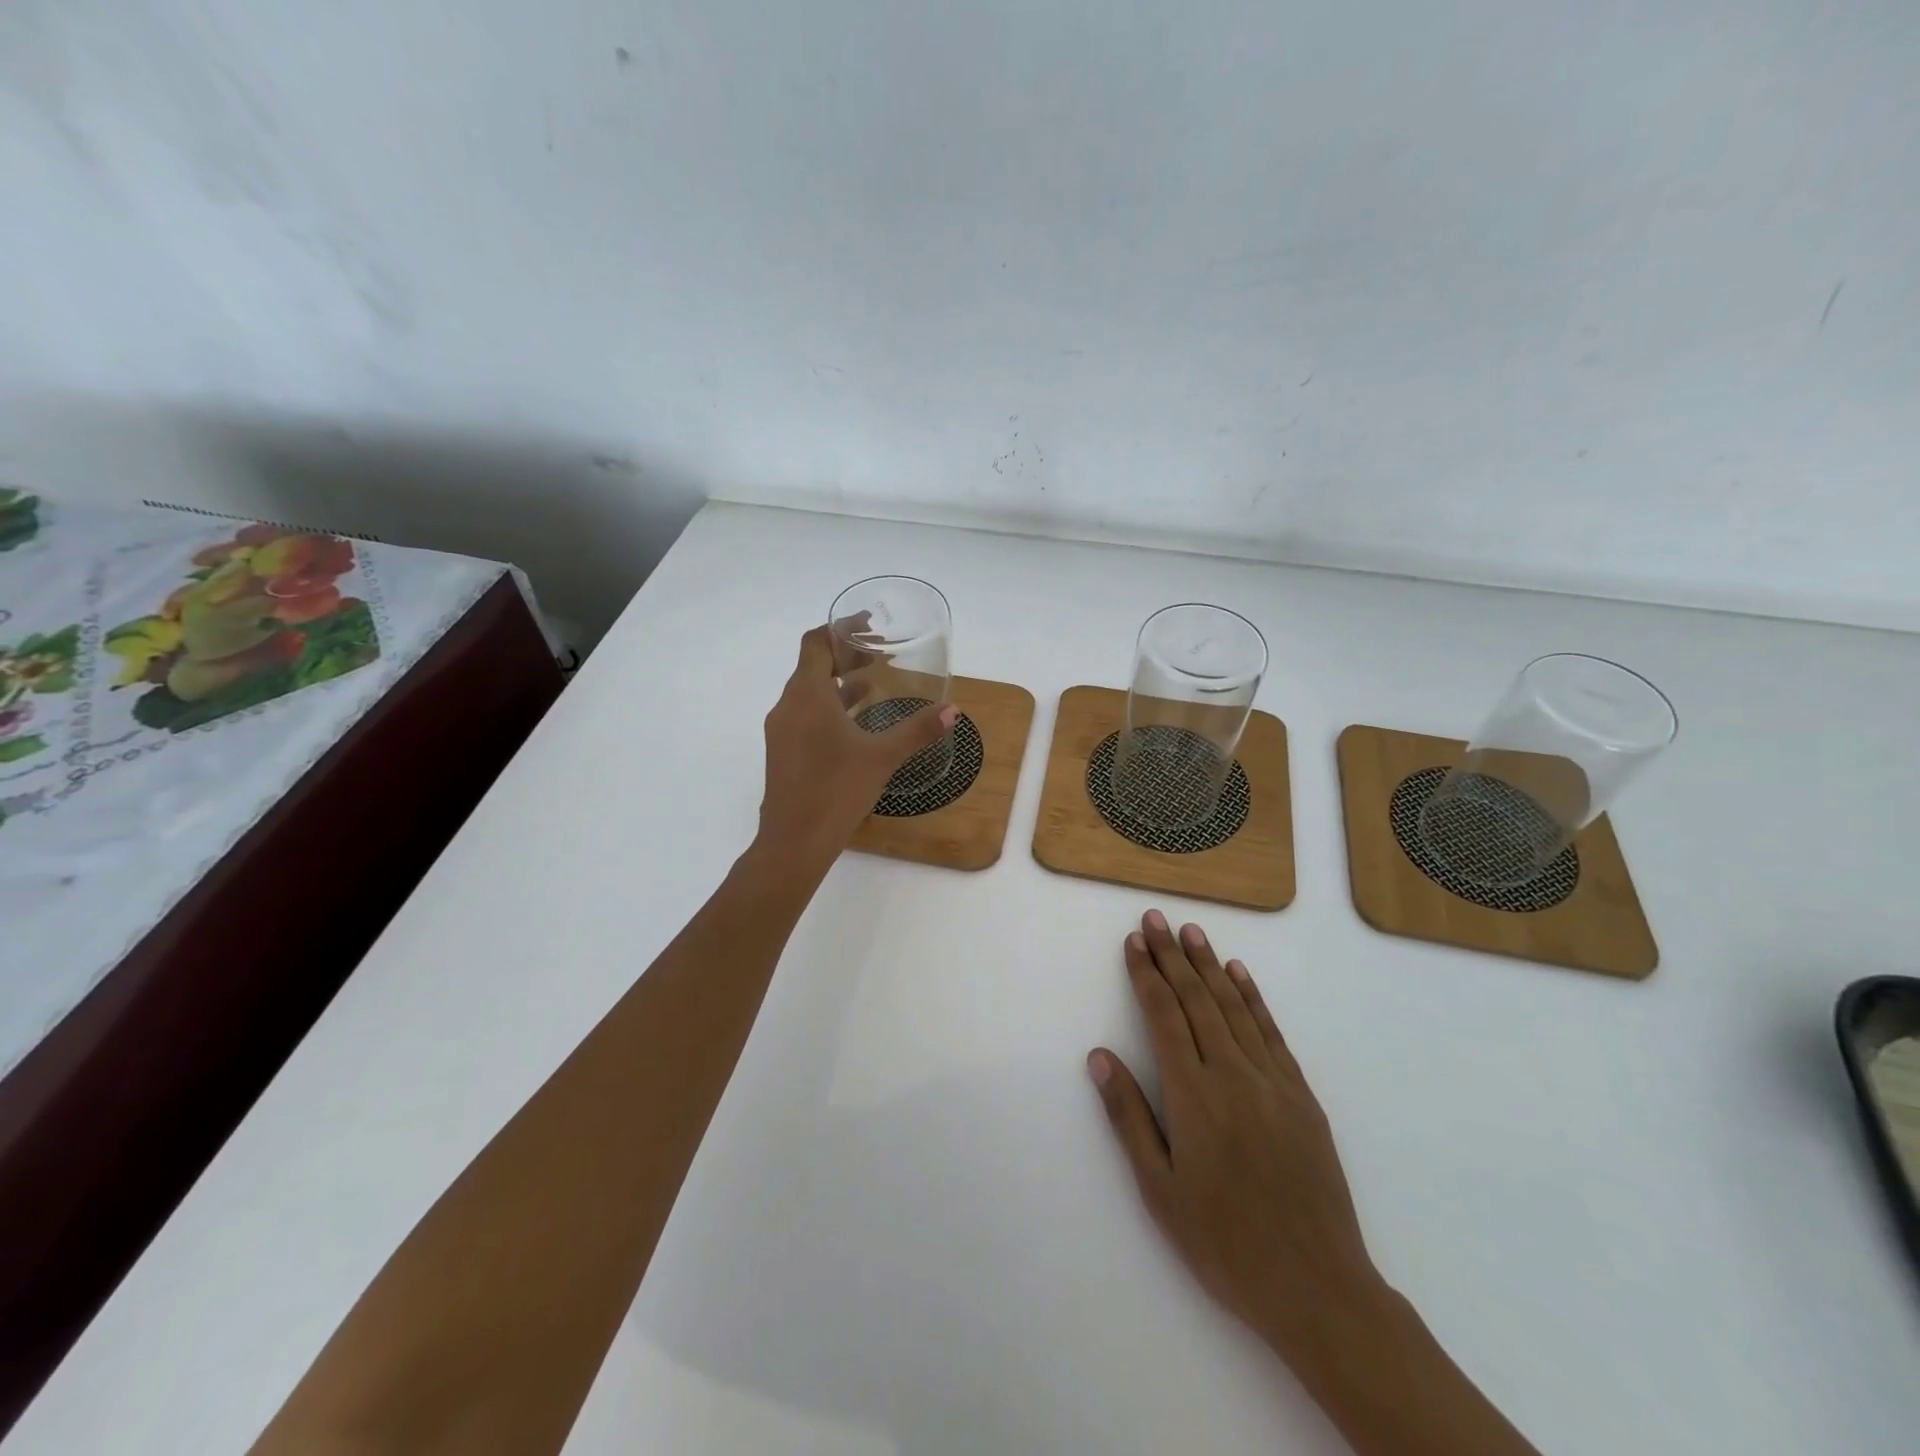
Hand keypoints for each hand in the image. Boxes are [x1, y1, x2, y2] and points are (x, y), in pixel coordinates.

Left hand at [754, 625, 954, 871]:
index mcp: (807, 696)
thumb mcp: (882, 757)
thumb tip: (952, 710)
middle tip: (880, 653)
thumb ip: (917, 730)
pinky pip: (807, 714)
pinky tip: (857, 720)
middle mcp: (788, 706)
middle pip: (813, 665)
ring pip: (810, 691)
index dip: (840, 628)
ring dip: (839, 681)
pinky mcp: (784, 751)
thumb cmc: (836, 791)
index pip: (815, 643)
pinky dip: (831, 706)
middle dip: (846, 655)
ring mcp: (782, 730)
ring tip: (875, 680)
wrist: (794, 842)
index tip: (868, 625)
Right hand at [1088, 911, 1382, 1368]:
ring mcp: (1273, 1082)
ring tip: (1192, 932)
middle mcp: (1233, 1074)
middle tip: (1156, 919)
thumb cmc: (1225, 1243)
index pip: (1163, 1016)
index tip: (1134, 942)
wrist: (1319, 1289)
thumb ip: (1129, 1117)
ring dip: (1210, 965)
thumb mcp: (1160, 1190)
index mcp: (1194, 1095)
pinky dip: (1253, 998)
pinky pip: (1272, 1033)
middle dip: (1173, 956)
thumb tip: (1100, 1057)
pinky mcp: (1301, 1096)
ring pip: (1234, 1007)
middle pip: (1197, 1000)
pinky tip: (1239, 975)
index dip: (1146, 974)